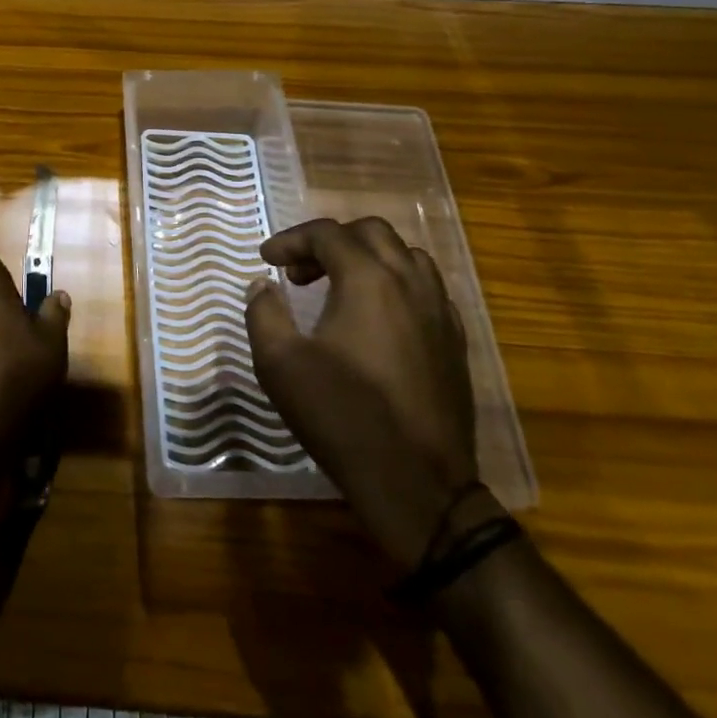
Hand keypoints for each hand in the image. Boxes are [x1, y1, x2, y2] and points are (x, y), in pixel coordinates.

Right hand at [245, 217, 486, 576]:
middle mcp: (410, 283)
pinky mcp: (454, 341)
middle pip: (371, 232)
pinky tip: (376, 318)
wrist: (416, 485)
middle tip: (300, 271)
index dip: (290, 239)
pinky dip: (396, 284)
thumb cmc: (341, 416)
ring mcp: (439, 311)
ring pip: (406, 255)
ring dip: (367, 258)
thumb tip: (262, 285)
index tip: (266, 259)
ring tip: (338, 286)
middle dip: (330, 241)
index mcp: (368, 280)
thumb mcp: (279, 363)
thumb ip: (263, 312)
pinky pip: (427, 288)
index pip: (327, 234)